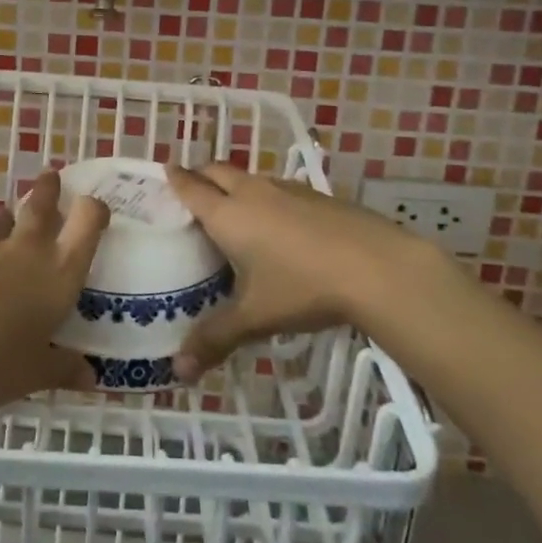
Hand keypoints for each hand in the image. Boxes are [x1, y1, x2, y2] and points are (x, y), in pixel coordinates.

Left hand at [0, 169, 108, 411]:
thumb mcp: (34, 373)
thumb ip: (63, 368)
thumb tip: (90, 377)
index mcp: (59, 272)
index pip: (86, 223)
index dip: (95, 210)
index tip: (97, 207)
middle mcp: (28, 252)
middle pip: (41, 206)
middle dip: (48, 189)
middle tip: (51, 174)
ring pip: (5, 221)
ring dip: (10, 215)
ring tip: (10, 214)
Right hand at [165, 163, 455, 381]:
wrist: (377, 267)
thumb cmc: (303, 287)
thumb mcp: (256, 317)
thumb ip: (215, 339)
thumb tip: (179, 371)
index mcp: (228, 214)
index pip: (192, 187)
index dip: (175, 178)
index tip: (164, 171)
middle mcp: (253, 193)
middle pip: (218, 171)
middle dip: (201, 174)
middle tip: (191, 188)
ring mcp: (288, 190)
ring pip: (250, 177)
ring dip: (235, 184)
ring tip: (232, 207)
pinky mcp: (317, 196)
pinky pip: (279, 188)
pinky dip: (266, 196)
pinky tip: (279, 223)